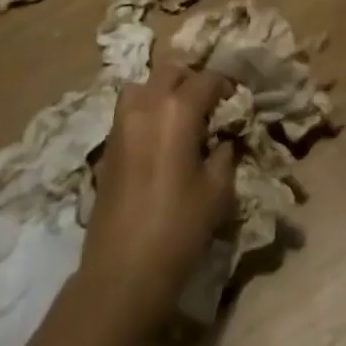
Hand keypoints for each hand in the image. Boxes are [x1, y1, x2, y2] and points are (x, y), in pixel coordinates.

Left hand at [80, 63, 237, 326]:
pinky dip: (147, 110)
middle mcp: (145, 105)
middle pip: (171, 72)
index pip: (207, 79)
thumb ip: (224, 153)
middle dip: (193, 81)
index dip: (226, 86)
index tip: (238, 100)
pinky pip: (129, 110)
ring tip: (181, 117)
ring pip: (143, 85)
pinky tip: (160, 137)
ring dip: (164, 91)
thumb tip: (223, 138)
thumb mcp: (217, 190)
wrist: (122, 273)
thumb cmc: (178, 228)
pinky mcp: (107, 145)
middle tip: (211, 104)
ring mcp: (120, 123)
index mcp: (176, 109)